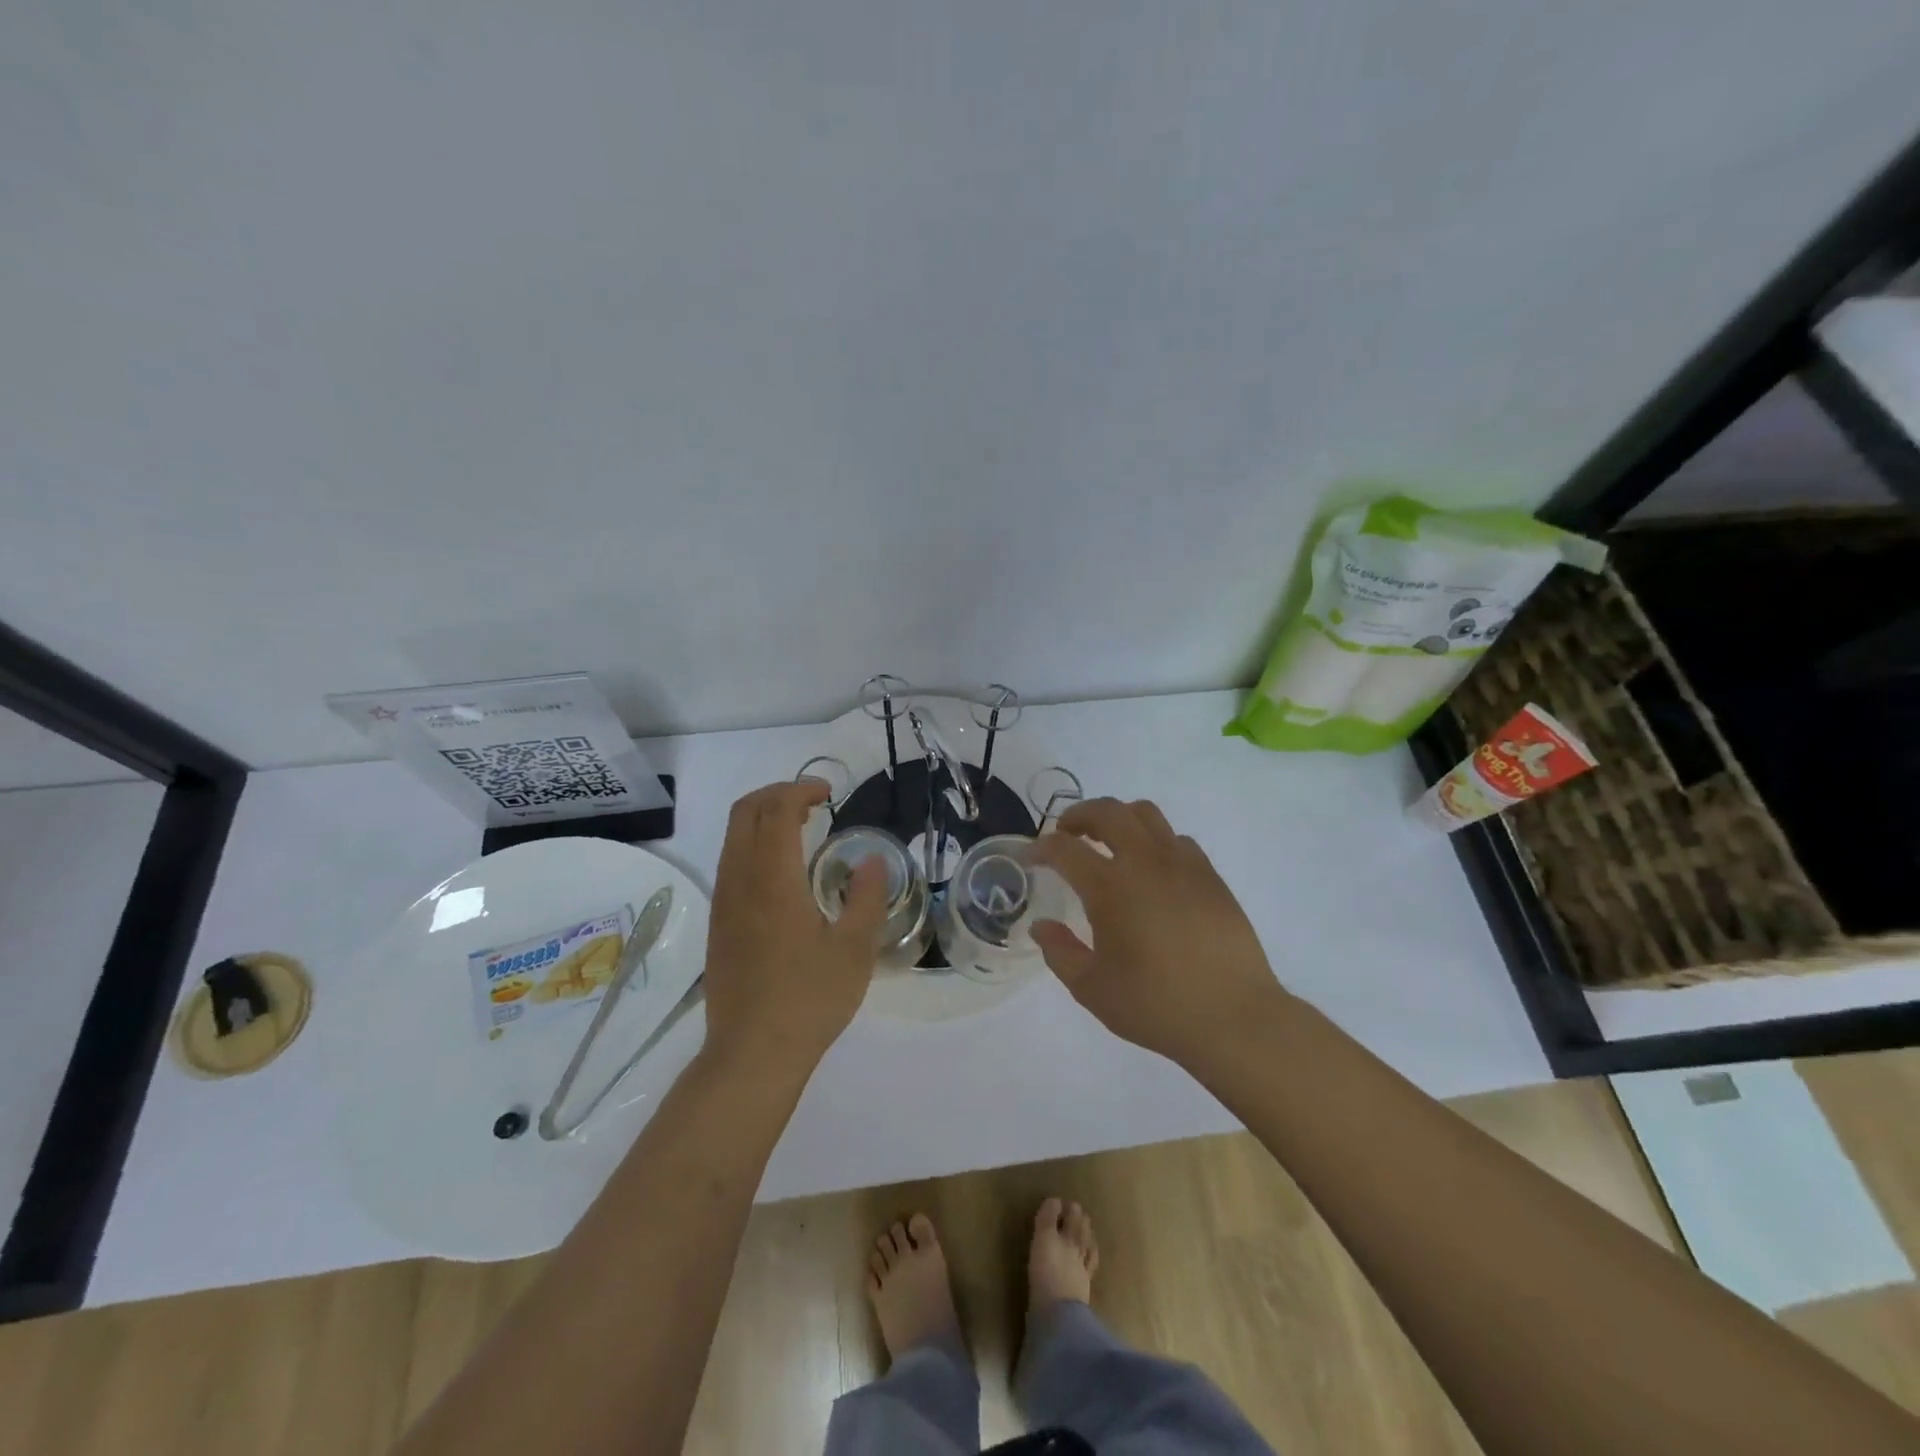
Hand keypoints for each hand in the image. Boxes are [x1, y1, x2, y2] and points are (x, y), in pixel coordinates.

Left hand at [701, 780, 889, 1072]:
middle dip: (776, 793)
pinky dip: (754, 844)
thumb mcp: (855, 949)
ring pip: (732, 836)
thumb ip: (866, 896)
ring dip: (763, 818)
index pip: (776, 810)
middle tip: (813, 801)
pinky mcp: (719, 923)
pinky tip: (782, 871)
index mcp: (773, 880)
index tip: (829, 793)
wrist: (752, 1054)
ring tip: (801, 828)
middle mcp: (740, 881)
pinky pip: (730, 862)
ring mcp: (724, 902)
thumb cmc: (809, 1000)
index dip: (800, 789)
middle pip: (744, 812)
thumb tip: (871, 860)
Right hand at [1031, 798, 1287, 1067]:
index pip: (1065, 849)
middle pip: (1108, 812)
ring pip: (1146, 814)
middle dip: (1079, 815)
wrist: (1234, 1018)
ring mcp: (1183, 865)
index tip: (1031, 857)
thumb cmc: (1156, 1005)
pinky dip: (1154, 841)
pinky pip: (1176, 839)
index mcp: (1111, 888)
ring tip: (1109, 842)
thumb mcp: (1092, 989)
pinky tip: (1151, 870)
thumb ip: (1060, 952)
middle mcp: (1145, 863)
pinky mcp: (1210, 876)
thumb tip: (1041, 926)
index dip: (1041, 847)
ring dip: (1118, 818)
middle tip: (1067, 833)